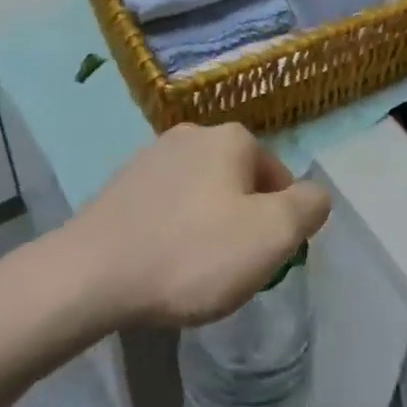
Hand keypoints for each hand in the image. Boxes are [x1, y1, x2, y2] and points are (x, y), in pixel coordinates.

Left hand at [66, 123, 331, 327]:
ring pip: (203, 193)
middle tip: (231, 270)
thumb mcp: (271, 235)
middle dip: (243, 222)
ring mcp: (153, 155)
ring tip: (193, 271)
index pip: (278, 178)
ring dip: (208, 226)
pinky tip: (162, 262)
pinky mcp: (123, 182)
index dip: (279, 223)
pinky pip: (168, 205)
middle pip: (240, 183)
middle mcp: (194, 133)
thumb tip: (314, 195)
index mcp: (232, 138)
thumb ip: (308, 208)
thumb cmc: (192, 253)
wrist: (91, 274)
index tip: (261, 261)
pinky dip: (174, 229)